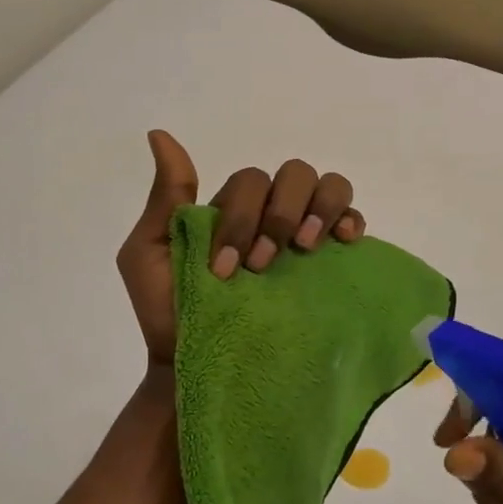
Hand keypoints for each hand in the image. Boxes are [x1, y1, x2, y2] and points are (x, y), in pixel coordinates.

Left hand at [116, 130, 369, 364]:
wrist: (195, 367)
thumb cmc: (168, 313)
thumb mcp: (149, 253)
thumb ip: (166, 198)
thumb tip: (160, 136)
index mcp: (233, 209)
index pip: (252, 181)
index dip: (244, 216)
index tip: (226, 269)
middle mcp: (272, 214)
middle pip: (295, 175)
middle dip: (281, 215)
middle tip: (263, 264)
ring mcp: (304, 236)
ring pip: (329, 186)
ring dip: (320, 210)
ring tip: (306, 249)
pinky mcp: (328, 263)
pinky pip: (353, 220)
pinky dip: (352, 220)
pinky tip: (343, 241)